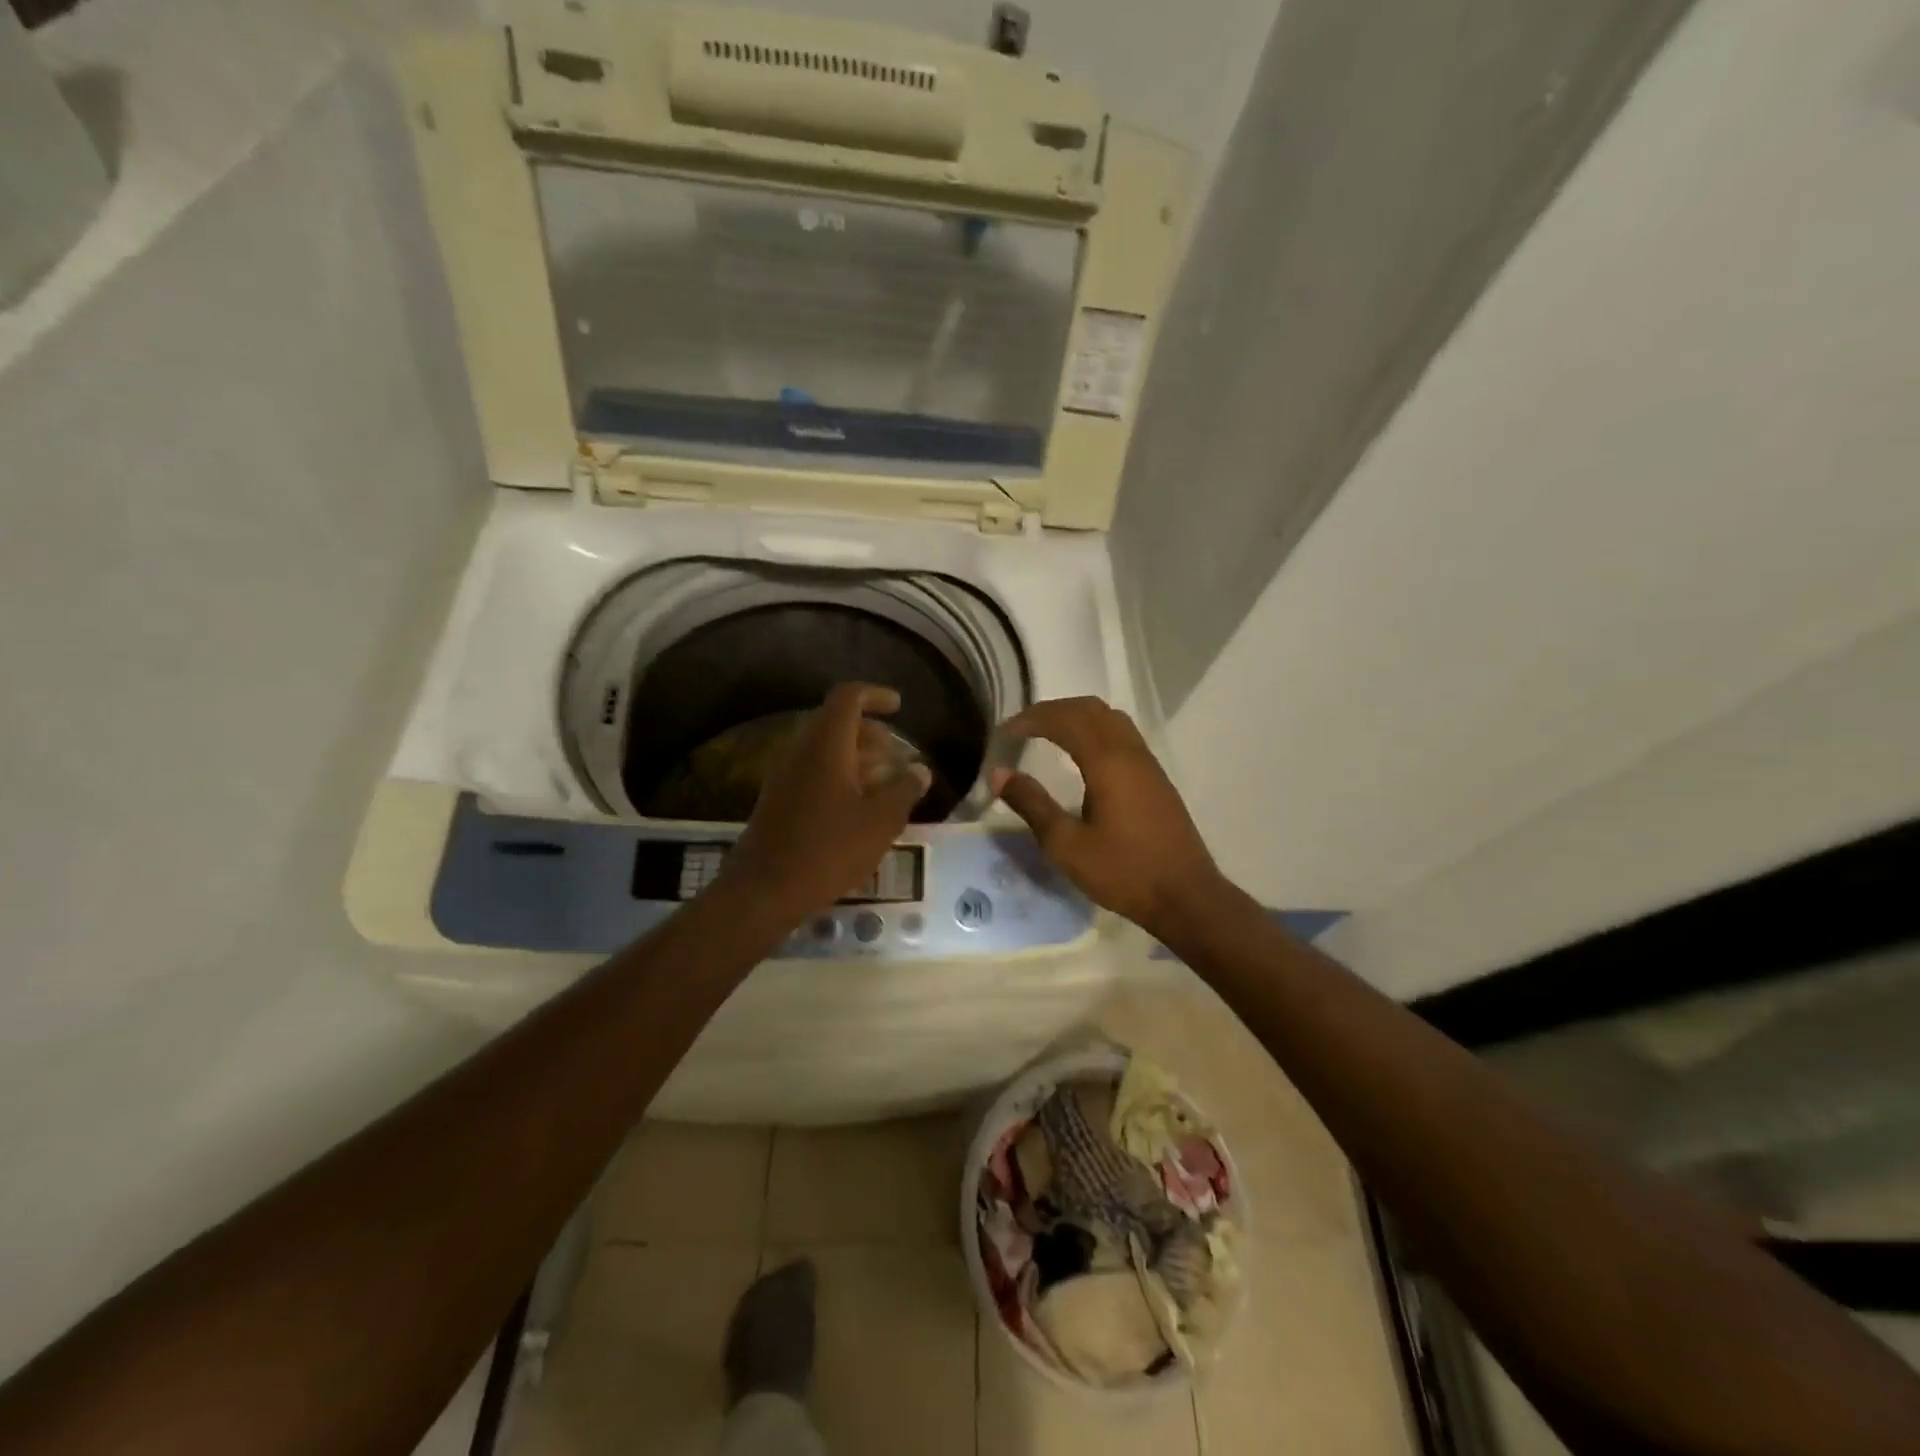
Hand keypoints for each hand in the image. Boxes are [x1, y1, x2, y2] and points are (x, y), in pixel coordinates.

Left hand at [718, 683, 931, 920]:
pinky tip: (860, 806)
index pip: (848, 697)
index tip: (900, 707)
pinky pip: (813, 770)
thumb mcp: (880, 821)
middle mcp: (801, 750)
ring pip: (825, 748)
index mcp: (826, 744)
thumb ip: (904, 790)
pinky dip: (840, 775)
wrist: (764, 889)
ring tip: (887, 781)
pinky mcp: (778, 798)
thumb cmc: (828, 849)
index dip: (876, 695)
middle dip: (870, 731)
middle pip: (836, 722)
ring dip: (857, 756)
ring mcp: (785, 774)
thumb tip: (920, 770)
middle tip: (897, 753)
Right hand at [992, 697, 1226, 939]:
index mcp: (1108, 762)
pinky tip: (1081, 756)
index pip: (1065, 719)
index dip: (1032, 718)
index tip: (1005, 731)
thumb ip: (1032, 804)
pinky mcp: (1156, 778)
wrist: (1186, 896)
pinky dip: (1095, 730)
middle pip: (1090, 709)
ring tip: (1048, 733)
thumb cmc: (1123, 872)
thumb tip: (999, 773)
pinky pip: (1122, 735)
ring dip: (1076, 716)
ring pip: (1110, 718)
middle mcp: (1130, 752)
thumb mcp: (1066, 845)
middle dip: (1052, 711)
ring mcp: (1148, 763)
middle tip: (1022, 727)